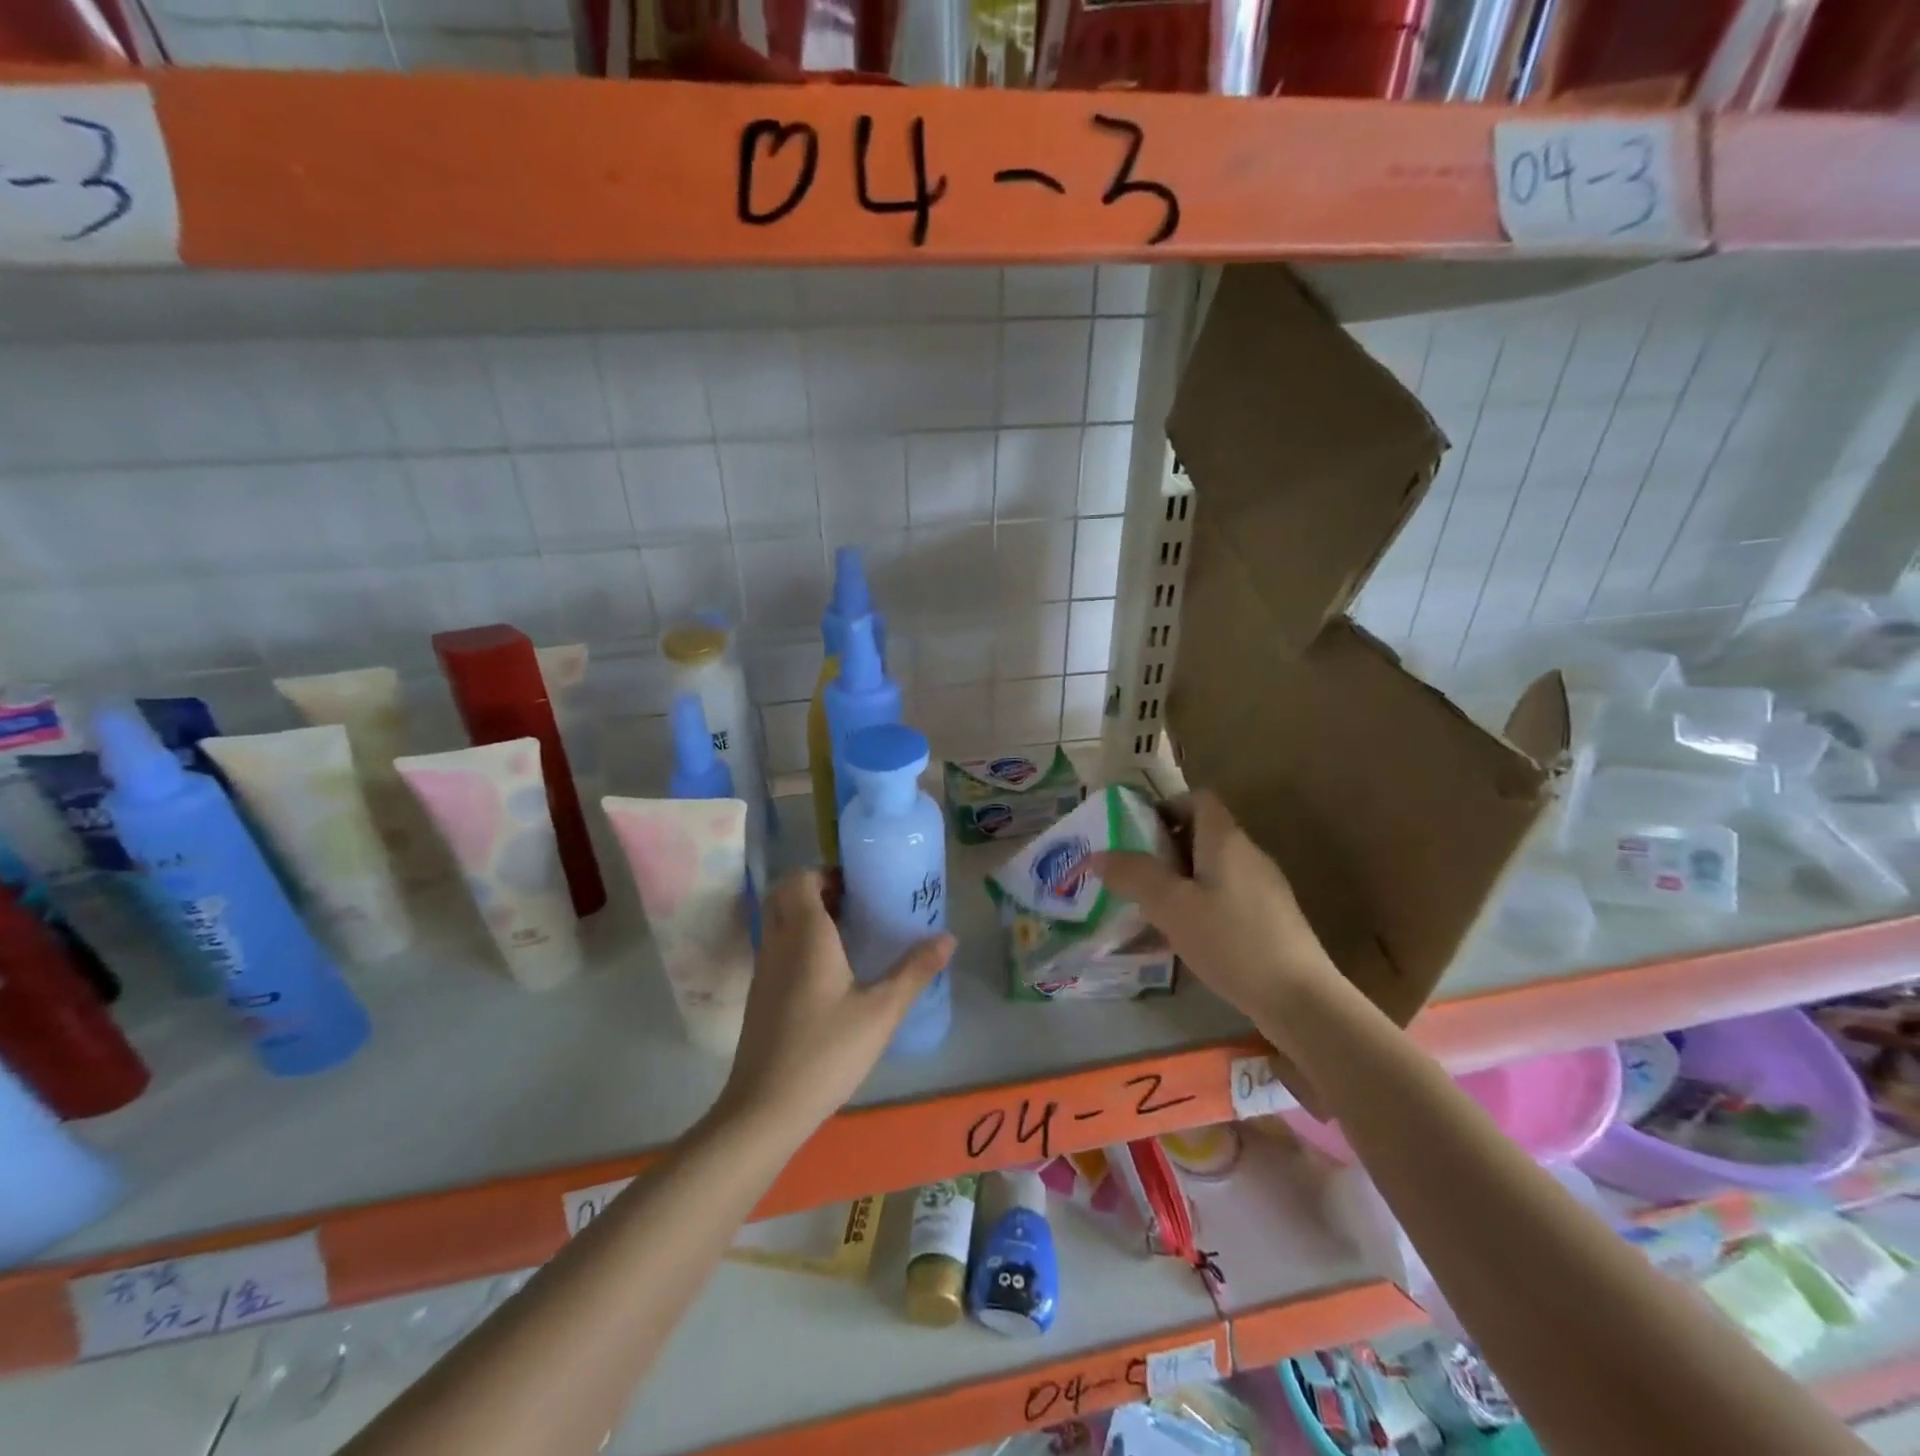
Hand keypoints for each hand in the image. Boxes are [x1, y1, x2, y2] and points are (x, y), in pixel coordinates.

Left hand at [716, 870, 953, 1142]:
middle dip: (817, 889)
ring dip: (807, 916)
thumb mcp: (881, 1012)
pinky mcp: (760, 995)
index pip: (800, 878)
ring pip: (779, 921)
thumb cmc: (826, 1052)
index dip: (826, 873)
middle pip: (785, 894)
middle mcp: (778, 943)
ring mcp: (764, 969)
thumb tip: (949, 938)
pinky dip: (798, 941)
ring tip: (849, 935)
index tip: (859, 885)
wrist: (765, 1109)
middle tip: (855, 905)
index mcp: (805, 935)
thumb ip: (915, 971)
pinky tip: (830, 973)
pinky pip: (777, 947)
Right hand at [1093, 790, 1338, 1034]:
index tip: (1136, 831)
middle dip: (1165, 848)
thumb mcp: (1171, 906)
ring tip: (1150, 907)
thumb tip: (1098, 855)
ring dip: (1180, 880)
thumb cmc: (1231, 941)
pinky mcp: (1270, 920)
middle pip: (1203, 834)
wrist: (1300, 1000)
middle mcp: (1249, 855)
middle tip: (1133, 873)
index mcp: (1226, 840)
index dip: (1166, 806)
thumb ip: (1134, 875)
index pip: (1198, 799)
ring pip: (1213, 869)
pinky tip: (1184, 936)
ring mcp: (1264, 889)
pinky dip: (1200, 905)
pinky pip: (1226, 897)